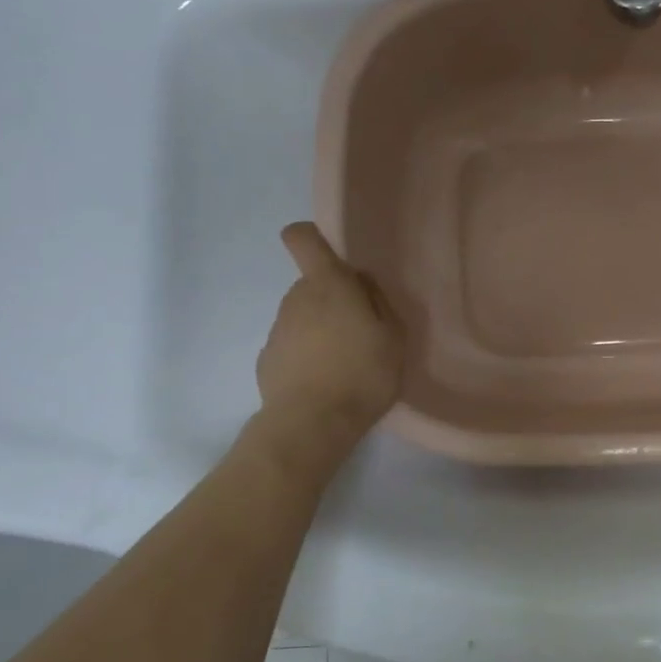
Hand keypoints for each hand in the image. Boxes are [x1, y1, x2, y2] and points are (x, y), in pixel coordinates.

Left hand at [256, 223, 404, 451]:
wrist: (312, 423)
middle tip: (360, 332)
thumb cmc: (363, 373)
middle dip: (333, 300)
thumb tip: (361, 282)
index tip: (329, 256)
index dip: (311, 238)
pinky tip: (323, 384)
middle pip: (312, 285)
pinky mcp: (267, 360)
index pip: (302, 239)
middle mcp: (296, 298)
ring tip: (344, 365)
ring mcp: (277, 329)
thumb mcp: (394, 337)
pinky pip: (292, 347)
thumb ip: (379, 301)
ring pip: (302, 317)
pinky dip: (306, 358)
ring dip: (320, 330)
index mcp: (328, 285)